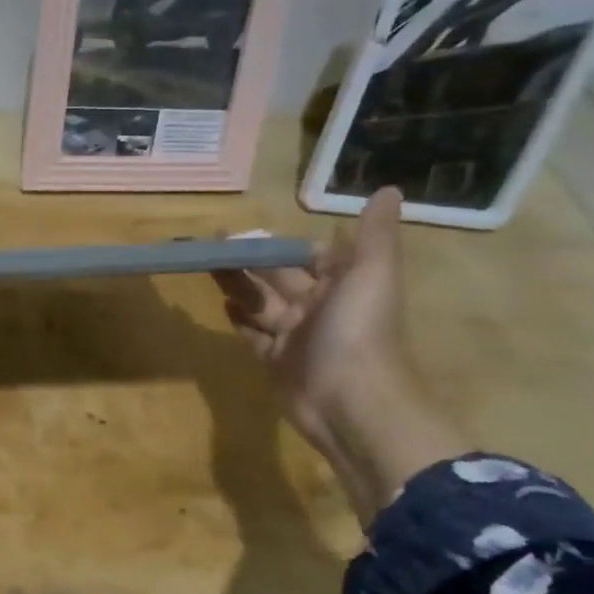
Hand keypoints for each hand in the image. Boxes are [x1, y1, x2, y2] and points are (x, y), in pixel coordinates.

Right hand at [215, 189, 409, 457]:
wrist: (351, 405)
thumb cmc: (358, 333)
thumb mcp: (371, 275)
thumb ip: (374, 235)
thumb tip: (387, 189)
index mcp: (342, 284)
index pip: (306, 255)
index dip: (277, 243)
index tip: (242, 230)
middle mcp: (319, 307)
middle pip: (276, 277)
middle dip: (247, 260)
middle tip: (210, 244)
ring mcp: (295, 336)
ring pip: (259, 303)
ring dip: (236, 284)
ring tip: (206, 266)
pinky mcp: (275, 361)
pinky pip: (253, 335)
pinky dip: (238, 320)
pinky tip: (221, 304)